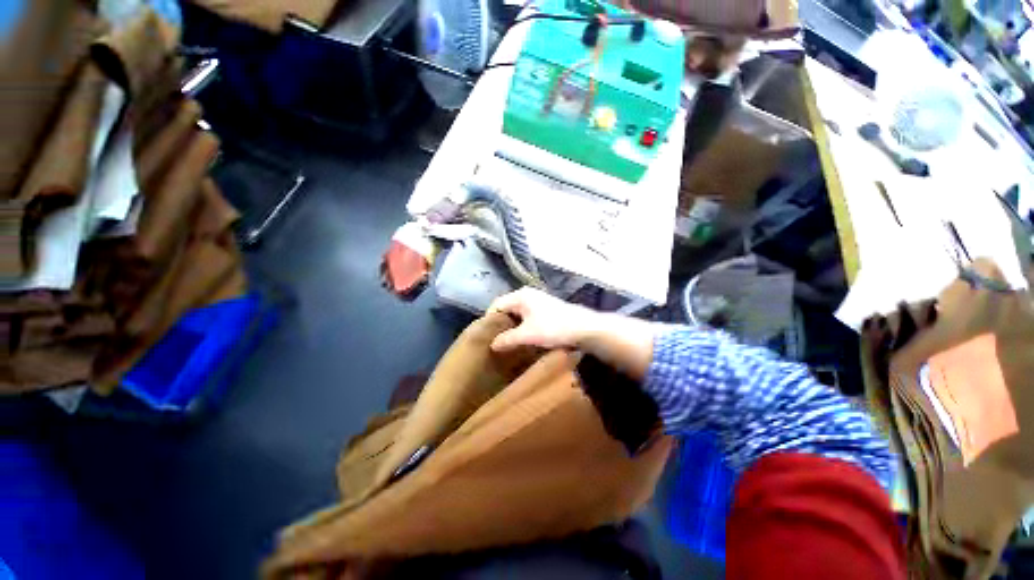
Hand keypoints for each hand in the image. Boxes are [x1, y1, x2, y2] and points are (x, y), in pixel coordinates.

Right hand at [488, 288, 597, 351]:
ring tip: (507, 341)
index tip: (486, 337)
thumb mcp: (528, 335)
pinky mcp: (545, 308)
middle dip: (500, 324)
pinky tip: (522, 337)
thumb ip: (508, 339)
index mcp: (521, 296)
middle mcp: (528, 294)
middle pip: (507, 307)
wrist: (584, 328)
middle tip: (495, 340)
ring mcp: (538, 300)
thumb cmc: (554, 328)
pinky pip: (526, 315)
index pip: (497, 304)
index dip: (490, 320)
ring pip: (517, 312)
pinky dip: (522, 325)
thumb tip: (492, 344)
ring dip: (512, 326)